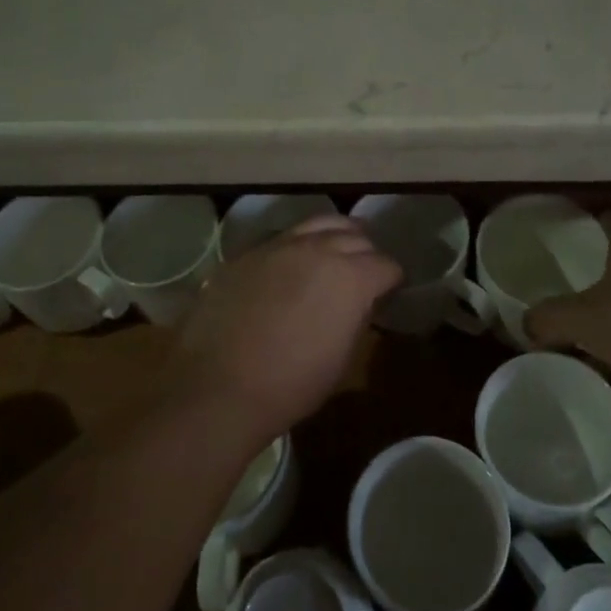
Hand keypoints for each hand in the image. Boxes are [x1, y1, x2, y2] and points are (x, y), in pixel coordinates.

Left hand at [172, 215, 401, 440]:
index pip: (386, 265)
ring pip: (319, 223)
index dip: (392, 280)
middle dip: (367, 253)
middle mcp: (319, 249)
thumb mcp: (342, 357)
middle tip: (365, 271)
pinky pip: (284, 237)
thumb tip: (358, 303)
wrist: (218, 387)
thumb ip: (356, 317)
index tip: (390, 292)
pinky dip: (299, 244)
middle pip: (356, 237)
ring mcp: (279, 245)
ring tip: (336, 248)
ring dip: (335, 235)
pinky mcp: (247, 252)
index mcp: (351, 277)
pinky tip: (294, 261)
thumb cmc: (291, 384)